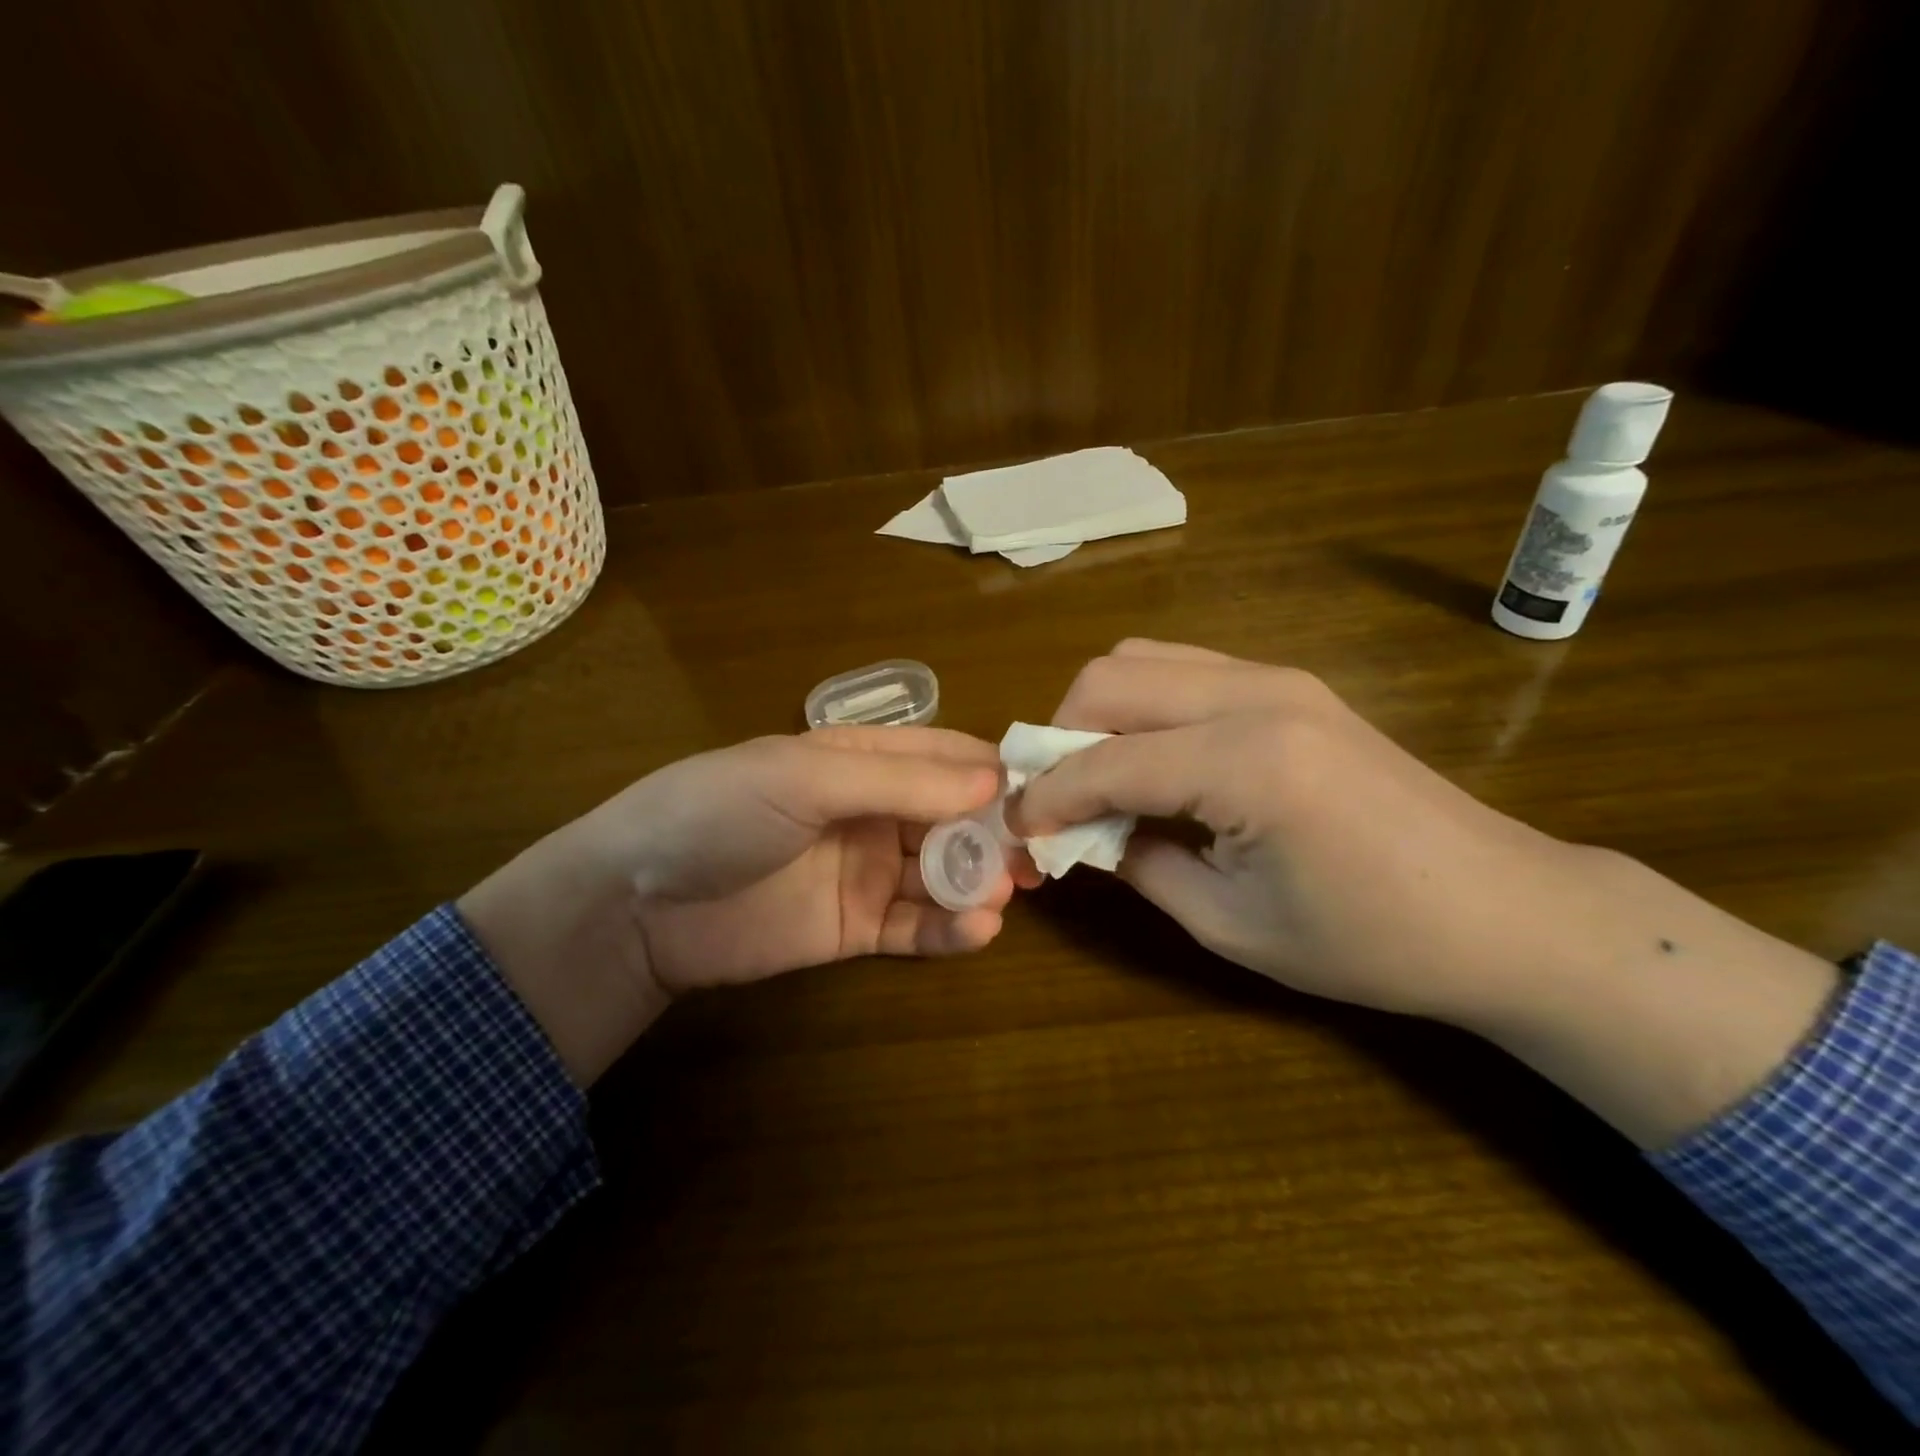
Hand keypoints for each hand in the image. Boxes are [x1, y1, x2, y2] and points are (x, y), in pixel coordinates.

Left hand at [460, 728, 1013, 1084]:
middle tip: (1036, 859)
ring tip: (1003, 896)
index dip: (992, 772)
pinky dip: (950, 930)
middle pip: (953, 819)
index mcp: (860, 761)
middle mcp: (872, 812)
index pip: (944, 757)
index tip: (1042, 791)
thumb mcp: (805, 779)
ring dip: (977, 884)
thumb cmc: (718, 813)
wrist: (636, 905)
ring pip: (941, 875)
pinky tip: (977, 930)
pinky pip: (915, 928)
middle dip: (995, 835)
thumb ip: (898, 782)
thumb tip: (992, 781)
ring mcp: (866, 872)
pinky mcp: (855, 929)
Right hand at [1019, 639, 1837, 1145]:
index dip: (1045, 795)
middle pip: (1110, 678)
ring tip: (1095, 777)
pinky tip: (1153, 760)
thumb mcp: (1231, 923)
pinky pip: (1185, 669)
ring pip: (1143, 659)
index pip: (1104, 760)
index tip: (1014, 827)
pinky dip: (1144, 706)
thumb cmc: (1371, 941)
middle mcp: (1257, 694)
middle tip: (1053, 799)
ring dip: (1099, 712)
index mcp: (1247, 762)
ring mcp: (1278, 678)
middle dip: (1059, 735)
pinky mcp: (1291, 685)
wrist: (1506, 911)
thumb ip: (1139, 864)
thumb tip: (1079, 833)